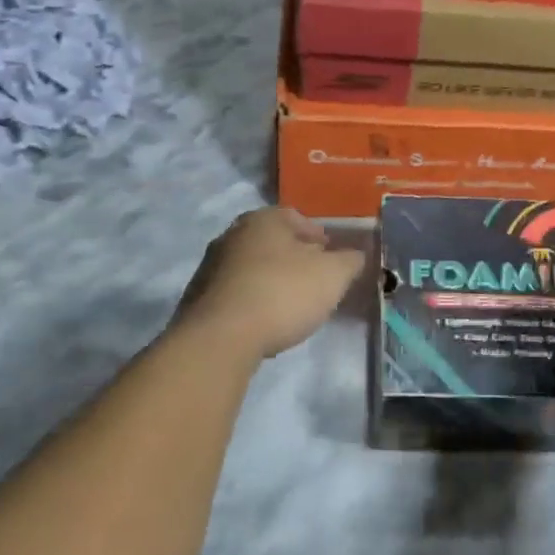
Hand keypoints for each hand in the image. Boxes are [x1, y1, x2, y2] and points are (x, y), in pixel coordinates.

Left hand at [173, 208, 364, 358]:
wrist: (221, 337)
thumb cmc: (283, 293)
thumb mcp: (333, 275)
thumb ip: (350, 261)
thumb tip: (356, 255)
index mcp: (263, 219)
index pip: (296, 217)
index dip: (318, 236)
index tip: (331, 257)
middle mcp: (232, 234)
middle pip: (273, 242)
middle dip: (295, 258)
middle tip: (315, 280)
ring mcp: (211, 266)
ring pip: (253, 267)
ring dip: (272, 280)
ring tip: (292, 304)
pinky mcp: (199, 298)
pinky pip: (236, 293)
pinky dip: (253, 300)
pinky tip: (265, 321)